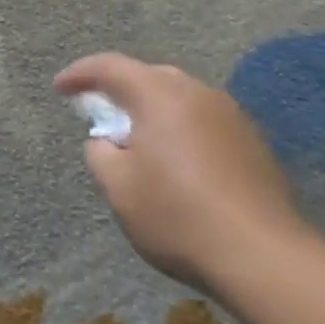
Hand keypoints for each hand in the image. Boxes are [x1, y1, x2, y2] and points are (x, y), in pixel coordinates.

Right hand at [56, 53, 310, 291]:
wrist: (264, 256)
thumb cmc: (178, 215)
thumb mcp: (118, 188)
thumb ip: (100, 152)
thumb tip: (106, 140)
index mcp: (158, 93)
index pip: (110, 66)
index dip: (80, 74)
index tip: (60, 88)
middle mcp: (196, 92)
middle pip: (148, 77)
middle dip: (120, 90)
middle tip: (99, 113)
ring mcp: (230, 115)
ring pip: (179, 99)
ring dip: (153, 111)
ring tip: (139, 141)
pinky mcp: (252, 142)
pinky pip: (203, 122)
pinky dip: (181, 131)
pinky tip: (178, 164)